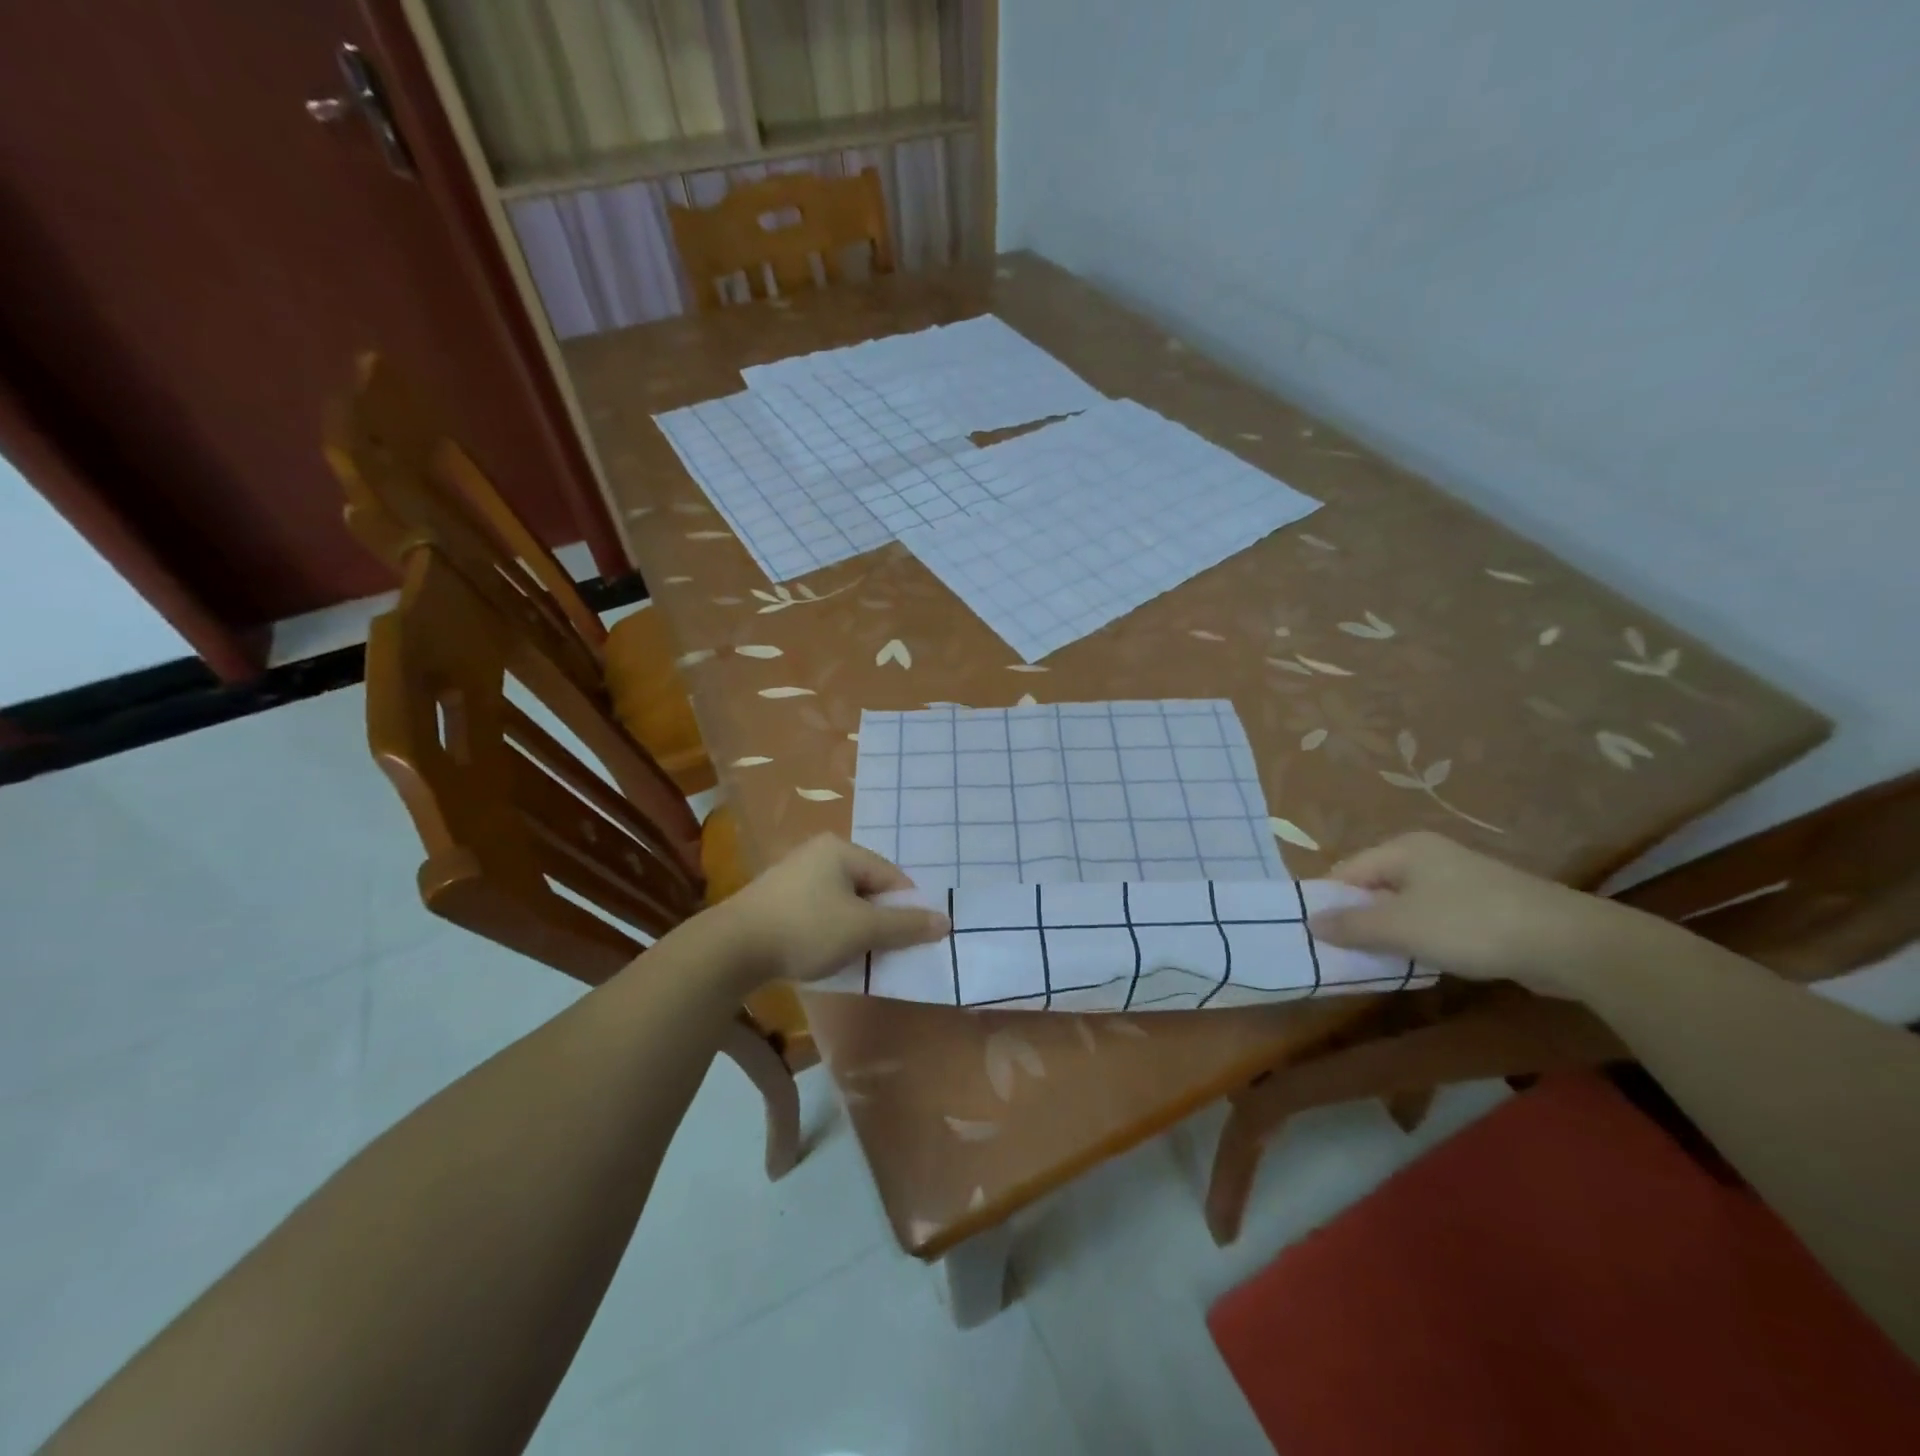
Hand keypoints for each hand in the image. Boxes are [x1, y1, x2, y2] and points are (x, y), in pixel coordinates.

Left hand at [713, 835, 950, 988]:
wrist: (731, 949)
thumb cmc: (806, 929)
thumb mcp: (862, 929)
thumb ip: (905, 925)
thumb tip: (945, 921)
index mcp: (841, 850)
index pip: (891, 876)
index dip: (907, 908)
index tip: (913, 940)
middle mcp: (817, 853)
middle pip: (867, 887)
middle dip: (881, 920)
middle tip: (887, 951)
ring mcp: (793, 875)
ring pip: (842, 902)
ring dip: (856, 929)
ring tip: (859, 957)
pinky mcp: (776, 899)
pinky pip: (818, 912)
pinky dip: (831, 931)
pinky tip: (828, 955)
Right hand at [1306, 831, 1653, 998]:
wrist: (1570, 943)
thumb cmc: (1470, 925)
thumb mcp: (1399, 927)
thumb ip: (1351, 924)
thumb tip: (1311, 922)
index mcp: (1403, 848)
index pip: (1347, 871)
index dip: (1329, 903)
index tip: (1318, 937)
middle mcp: (1428, 855)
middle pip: (1374, 886)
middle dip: (1359, 919)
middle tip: (1346, 953)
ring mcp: (1460, 878)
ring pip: (1405, 904)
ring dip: (1390, 931)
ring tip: (1382, 961)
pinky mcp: (1485, 904)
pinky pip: (1434, 917)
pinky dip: (1422, 937)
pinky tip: (1425, 960)